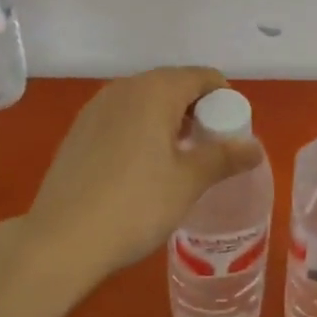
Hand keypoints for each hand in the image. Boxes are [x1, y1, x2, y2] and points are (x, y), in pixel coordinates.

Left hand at [21, 67, 263, 282]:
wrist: (61, 240)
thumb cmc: (135, 205)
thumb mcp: (188, 182)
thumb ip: (224, 157)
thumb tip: (255, 147)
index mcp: (155, 90)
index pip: (202, 77)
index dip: (224, 99)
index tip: (231, 131)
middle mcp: (124, 88)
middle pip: (172, 84)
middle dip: (196, 108)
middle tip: (209, 146)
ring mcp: (96, 107)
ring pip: (145, 100)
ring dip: (168, 118)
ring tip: (178, 158)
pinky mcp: (79, 130)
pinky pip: (122, 116)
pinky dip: (141, 129)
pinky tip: (142, 166)